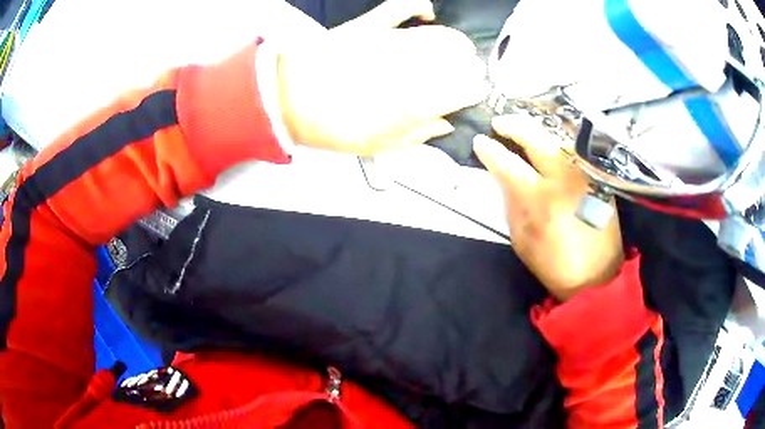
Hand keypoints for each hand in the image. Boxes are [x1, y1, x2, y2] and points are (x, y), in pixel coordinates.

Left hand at [277, 7, 486, 155]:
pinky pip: (401, 7)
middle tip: (469, 71)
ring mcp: (392, 43)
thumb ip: (418, 135)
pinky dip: (418, 6)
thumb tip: (444, 125)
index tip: (475, 91)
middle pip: (457, 62)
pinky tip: (426, 12)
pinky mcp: (371, 25)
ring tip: (458, 47)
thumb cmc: (329, 125)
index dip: (472, 91)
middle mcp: (411, 69)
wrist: (288, 100)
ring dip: (455, 42)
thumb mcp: (378, 146)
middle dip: (469, 67)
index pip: (461, 92)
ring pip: (441, 36)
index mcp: (415, 103)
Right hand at [474, 115, 623, 300]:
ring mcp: (585, 174)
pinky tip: (547, 143)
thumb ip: (511, 201)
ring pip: (557, 138)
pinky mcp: (598, 177)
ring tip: (521, 130)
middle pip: (536, 138)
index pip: (508, 163)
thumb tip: (502, 174)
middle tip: (499, 123)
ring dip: (536, 130)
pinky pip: (573, 150)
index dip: (490, 150)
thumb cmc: (554, 264)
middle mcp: (565, 178)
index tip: (480, 141)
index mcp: (540, 200)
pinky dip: (556, 142)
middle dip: (513, 125)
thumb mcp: (522, 239)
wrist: (597, 277)